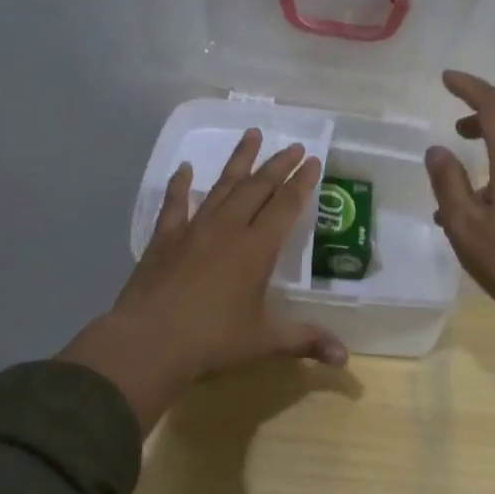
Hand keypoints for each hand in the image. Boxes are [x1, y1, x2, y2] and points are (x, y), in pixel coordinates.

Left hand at [60, 129, 346, 429]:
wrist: (148, 342)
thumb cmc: (213, 341)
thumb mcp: (265, 342)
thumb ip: (306, 342)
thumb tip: (345, 359)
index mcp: (256, 249)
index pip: (285, 205)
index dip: (301, 182)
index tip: (312, 160)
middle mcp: (228, 229)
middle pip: (257, 187)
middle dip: (277, 165)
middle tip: (292, 145)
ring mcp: (193, 230)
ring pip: (222, 186)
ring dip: (239, 161)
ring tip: (251, 134)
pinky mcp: (164, 239)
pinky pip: (175, 204)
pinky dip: (180, 185)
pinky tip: (184, 169)